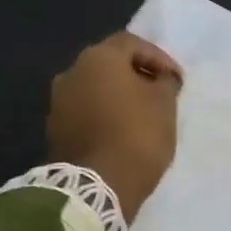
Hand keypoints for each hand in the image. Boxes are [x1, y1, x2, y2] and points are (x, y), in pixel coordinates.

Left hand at [48, 33, 183, 221]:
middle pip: (109, 64)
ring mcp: (58, 102)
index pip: (131, 43)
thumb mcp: (164, 105)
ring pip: (95, 88)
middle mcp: (72, 72)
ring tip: (141, 115)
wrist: (96, 187)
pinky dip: (103, 115)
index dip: (158, 58)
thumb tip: (161, 78)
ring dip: (117, 96)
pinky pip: (85, 112)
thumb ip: (165, 82)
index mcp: (98, 58)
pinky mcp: (55, 129)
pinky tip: (120, 132)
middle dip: (136, 75)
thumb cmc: (137, 136)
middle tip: (159, 93)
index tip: (175, 79)